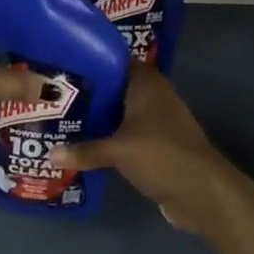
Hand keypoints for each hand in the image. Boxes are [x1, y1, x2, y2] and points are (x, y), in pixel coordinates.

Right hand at [51, 65, 235, 233]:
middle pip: (114, 88)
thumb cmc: (162, 155)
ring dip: (96, 118)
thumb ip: (85, 150)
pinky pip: (125, 136)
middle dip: (87, 92)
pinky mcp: (155, 146)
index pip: (114, 60)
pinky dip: (108, 139)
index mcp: (146, 83)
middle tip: (52, 94)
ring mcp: (156, 122)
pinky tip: (82, 145)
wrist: (203, 193)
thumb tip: (51, 155)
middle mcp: (151, 96)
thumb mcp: (119, 150)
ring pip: (119, 113)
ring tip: (60, 118)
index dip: (89, 60)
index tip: (61, 63)